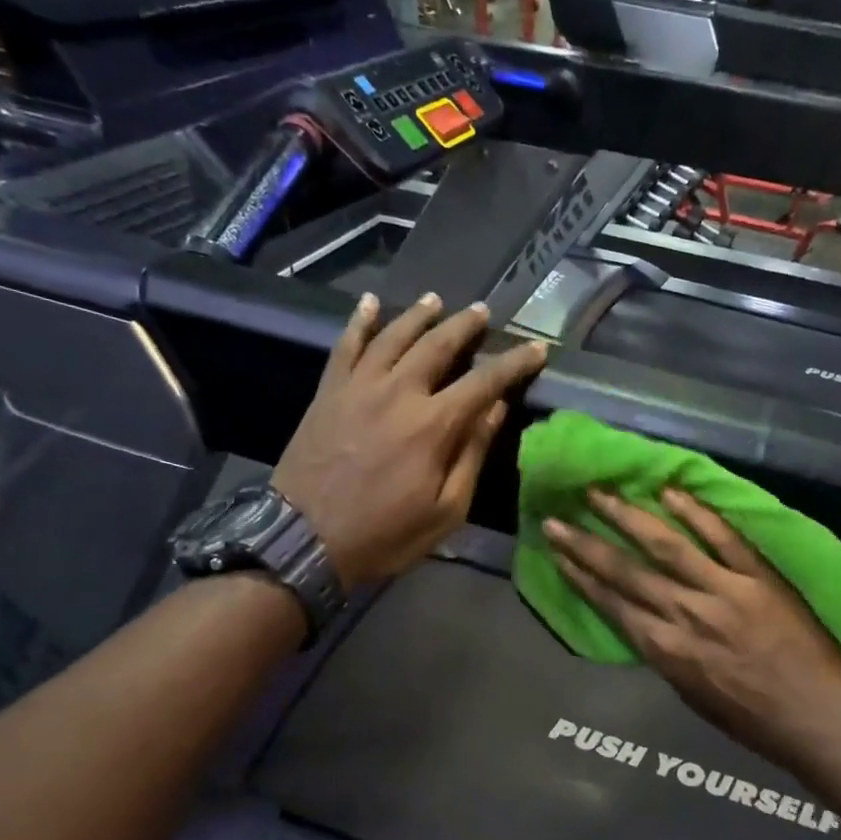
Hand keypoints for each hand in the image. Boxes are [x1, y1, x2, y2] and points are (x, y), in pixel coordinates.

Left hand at [273, 292, 547, 588]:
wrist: (303, 539)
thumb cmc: (384, 534)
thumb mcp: (446, 510)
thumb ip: (472, 454)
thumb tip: (497, 408)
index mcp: (434, 425)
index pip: (485, 381)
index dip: (514, 363)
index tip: (537, 349)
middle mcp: (399, 392)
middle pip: (438, 344)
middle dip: (465, 325)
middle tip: (482, 312)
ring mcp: (358, 387)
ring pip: (393, 335)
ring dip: (418, 314)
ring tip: (436, 300)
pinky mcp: (328, 392)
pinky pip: (345, 345)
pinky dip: (358, 321)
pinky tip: (369, 303)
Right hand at [544, 489, 840, 769]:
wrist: (821, 719)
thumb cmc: (755, 721)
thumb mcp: (693, 696)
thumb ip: (667, 654)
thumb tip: (646, 621)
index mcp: (667, 651)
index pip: (612, 604)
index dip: (580, 575)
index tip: (556, 551)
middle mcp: (686, 614)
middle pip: (626, 572)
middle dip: (586, 544)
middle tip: (556, 517)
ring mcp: (724, 590)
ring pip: (665, 545)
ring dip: (627, 516)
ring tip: (600, 491)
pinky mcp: (759, 576)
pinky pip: (722, 538)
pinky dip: (696, 513)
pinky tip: (669, 491)